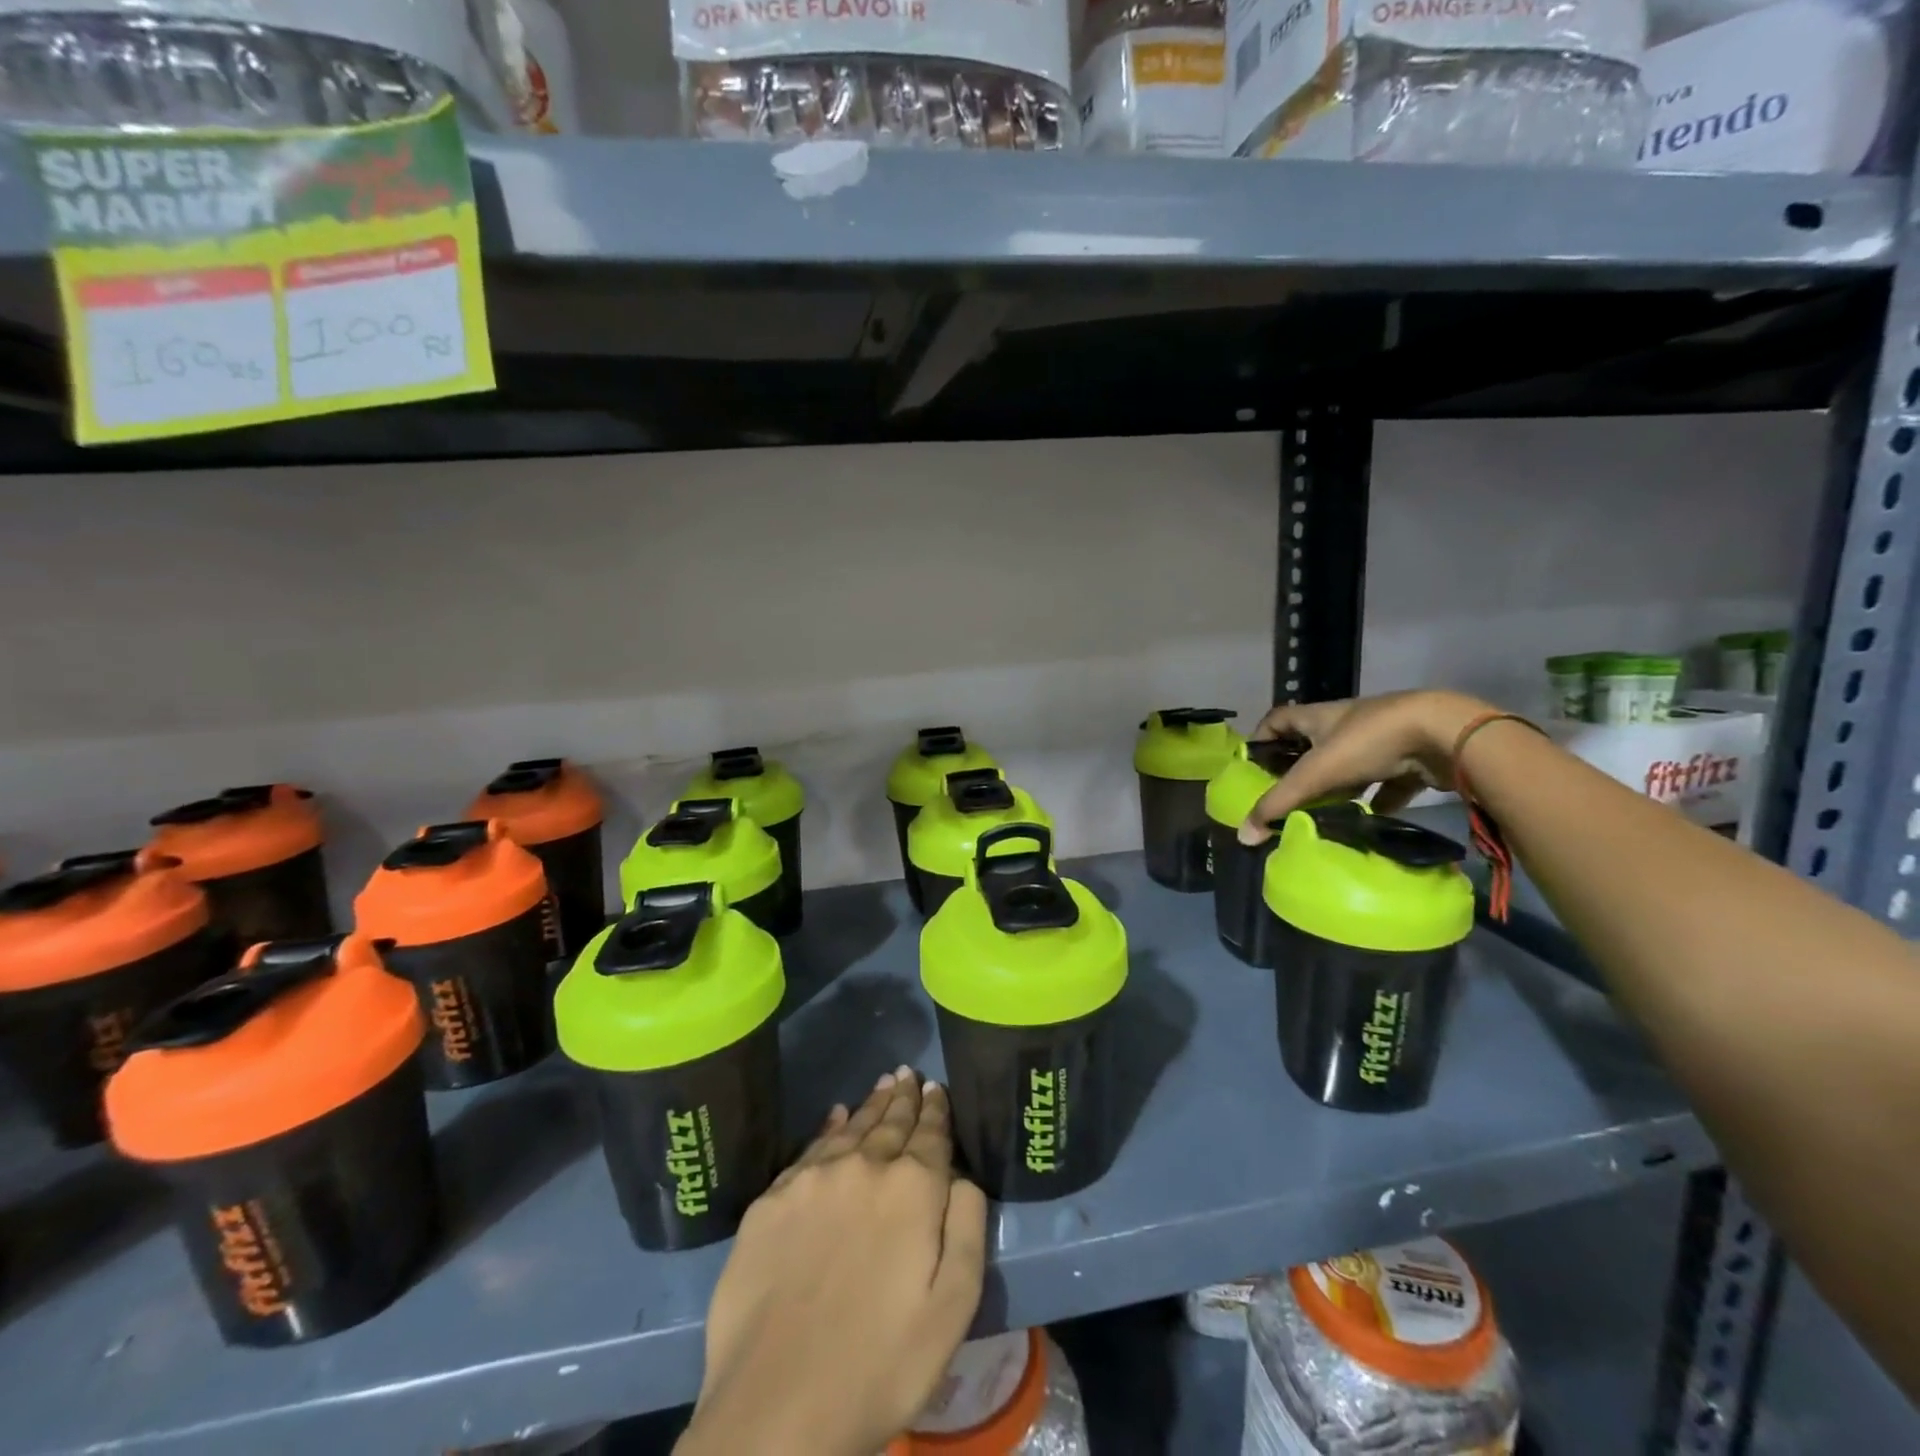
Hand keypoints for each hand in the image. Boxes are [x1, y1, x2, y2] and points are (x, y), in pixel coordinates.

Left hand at [678, 1070, 988, 1455]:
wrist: (775, 1409)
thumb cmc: (880, 1365)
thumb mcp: (952, 1308)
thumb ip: (966, 1228)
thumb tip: (962, 1176)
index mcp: (912, 1189)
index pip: (930, 1134)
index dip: (936, 1110)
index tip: (937, 1088)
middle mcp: (864, 1166)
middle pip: (890, 1122)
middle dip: (904, 1097)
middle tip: (910, 1074)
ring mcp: (813, 1179)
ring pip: (852, 1127)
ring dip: (871, 1104)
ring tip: (884, 1083)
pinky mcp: (772, 1200)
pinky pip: (810, 1148)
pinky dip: (830, 1127)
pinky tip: (837, 1117)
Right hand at [1240, 690, 1495, 842]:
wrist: (1445, 734)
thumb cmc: (1368, 742)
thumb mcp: (1316, 773)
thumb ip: (1279, 803)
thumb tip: (1244, 835)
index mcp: (1319, 717)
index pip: (1278, 719)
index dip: (1262, 738)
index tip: (1253, 766)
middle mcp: (1347, 724)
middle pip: (1313, 745)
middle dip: (1299, 770)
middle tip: (1286, 799)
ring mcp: (1381, 740)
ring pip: (1350, 765)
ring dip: (1337, 787)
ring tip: (1323, 814)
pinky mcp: (1411, 759)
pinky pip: (1387, 782)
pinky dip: (1377, 800)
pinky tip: (1370, 821)